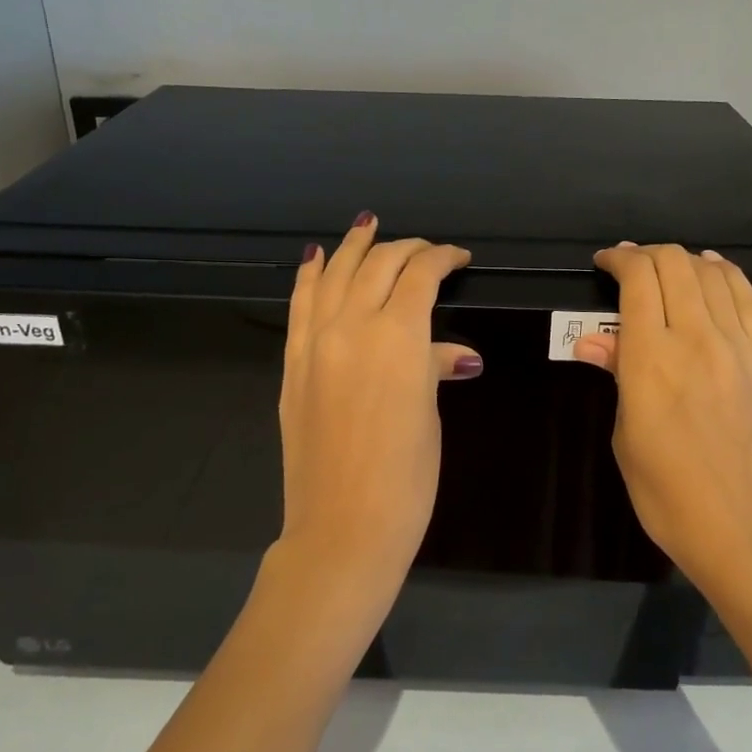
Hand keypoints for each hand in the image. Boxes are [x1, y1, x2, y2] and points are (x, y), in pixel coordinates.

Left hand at [277, 214, 478, 609]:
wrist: (342, 525)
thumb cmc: (405, 476)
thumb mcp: (429, 414)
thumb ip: (434, 367)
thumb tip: (457, 354)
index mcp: (398, 336)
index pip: (421, 275)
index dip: (443, 258)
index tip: (459, 258)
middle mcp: (352, 325)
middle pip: (378, 265)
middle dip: (406, 249)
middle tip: (426, 251)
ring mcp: (315, 341)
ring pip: (335, 273)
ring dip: (354, 246)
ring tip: (367, 225)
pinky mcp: (293, 362)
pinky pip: (300, 304)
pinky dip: (311, 275)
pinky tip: (317, 257)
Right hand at [573, 243, 751, 596]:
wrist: (743, 529)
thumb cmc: (667, 492)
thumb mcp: (625, 435)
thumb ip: (618, 374)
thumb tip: (593, 339)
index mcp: (651, 359)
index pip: (637, 280)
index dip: (619, 259)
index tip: (604, 262)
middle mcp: (695, 339)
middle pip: (674, 265)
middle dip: (646, 254)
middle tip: (629, 265)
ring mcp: (737, 346)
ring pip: (712, 274)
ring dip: (684, 260)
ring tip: (666, 266)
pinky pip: (748, 298)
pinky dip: (726, 274)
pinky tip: (713, 269)